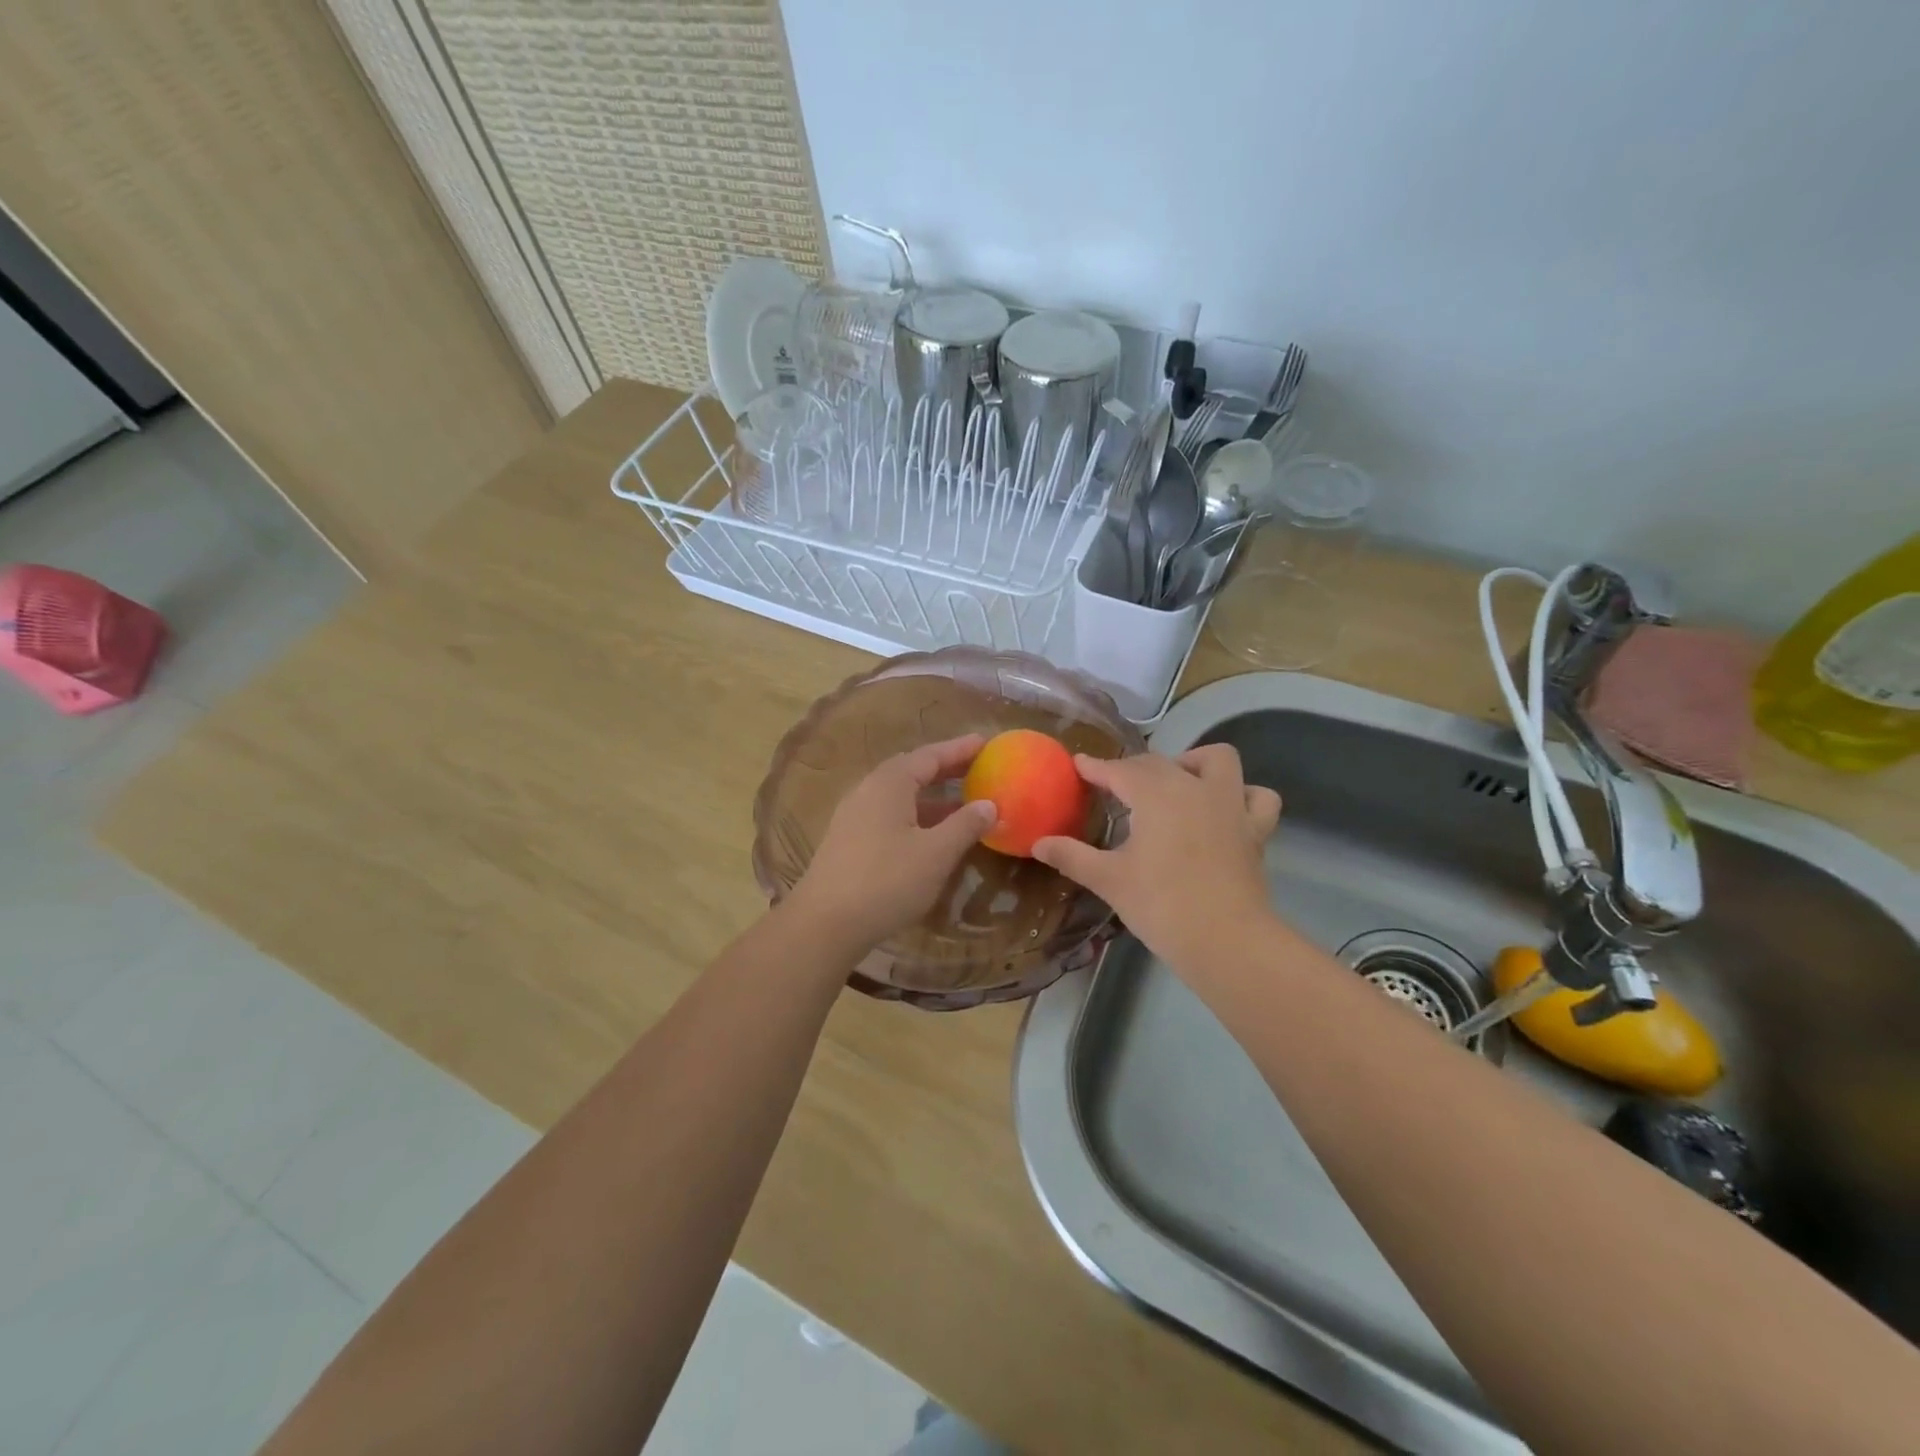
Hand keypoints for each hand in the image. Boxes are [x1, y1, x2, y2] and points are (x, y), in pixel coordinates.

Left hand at [788, 735, 996, 953]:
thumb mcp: (936, 853)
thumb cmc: (886, 881)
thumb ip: (965, 825)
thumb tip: (988, 804)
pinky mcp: (847, 841)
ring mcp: (853, 816)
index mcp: (889, 783)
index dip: (959, 749)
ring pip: (899, 796)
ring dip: (931, 797)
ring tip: (961, 803)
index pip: (930, 756)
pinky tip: (930, 835)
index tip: (986, 742)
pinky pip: (888, 815)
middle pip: (911, 771)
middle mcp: (867, 790)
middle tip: (977, 769)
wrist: (824, 924)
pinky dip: (915, 816)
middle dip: (945, 770)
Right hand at [1033, 745, 1281, 972]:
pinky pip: (1258, 797)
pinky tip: (1225, 808)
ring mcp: (1230, 805)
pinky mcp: (1255, 830)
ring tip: (1177, 782)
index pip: (1120, 771)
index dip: (1096, 767)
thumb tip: (1038, 843)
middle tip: (1114, 786)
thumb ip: (1071, 856)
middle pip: (1160, 763)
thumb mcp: (1108, 880)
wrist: (1225, 940)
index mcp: (1156, 795)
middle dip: (1134, 768)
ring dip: (1195, 763)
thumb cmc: (1161, 905)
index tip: (1079, 765)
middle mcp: (1194, 787)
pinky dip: (1243, 794)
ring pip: (1218, 761)